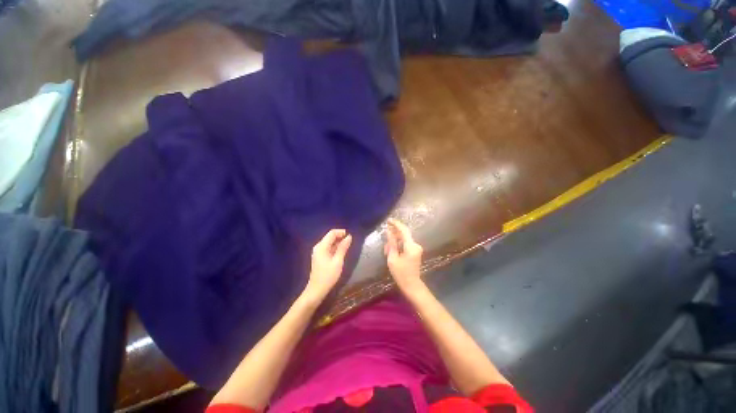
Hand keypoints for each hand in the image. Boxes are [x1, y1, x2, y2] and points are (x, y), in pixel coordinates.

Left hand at [304, 229, 351, 302]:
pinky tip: (341, 252)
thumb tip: (349, 237)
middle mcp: (318, 246)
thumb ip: (343, 248)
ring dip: (338, 242)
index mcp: (321, 246)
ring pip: (329, 242)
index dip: (341, 232)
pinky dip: (335, 248)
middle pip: (330, 237)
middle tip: (350, 242)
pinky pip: (328, 247)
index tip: (350, 236)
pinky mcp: (319, 256)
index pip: (332, 233)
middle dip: (340, 237)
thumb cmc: (328, 276)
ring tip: (347, 247)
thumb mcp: (338, 261)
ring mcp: (318, 252)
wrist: (317, 290)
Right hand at [384, 218, 423, 292]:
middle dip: (393, 236)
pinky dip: (398, 245)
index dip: (396, 224)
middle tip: (384, 243)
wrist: (412, 285)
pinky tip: (392, 251)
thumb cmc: (401, 273)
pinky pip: (405, 244)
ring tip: (387, 251)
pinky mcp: (415, 251)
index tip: (388, 220)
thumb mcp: (393, 258)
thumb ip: (391, 243)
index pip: (404, 230)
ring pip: (403, 239)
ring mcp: (416, 248)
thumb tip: (388, 231)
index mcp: (411, 246)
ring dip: (395, 242)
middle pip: (403, 235)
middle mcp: (415, 245)